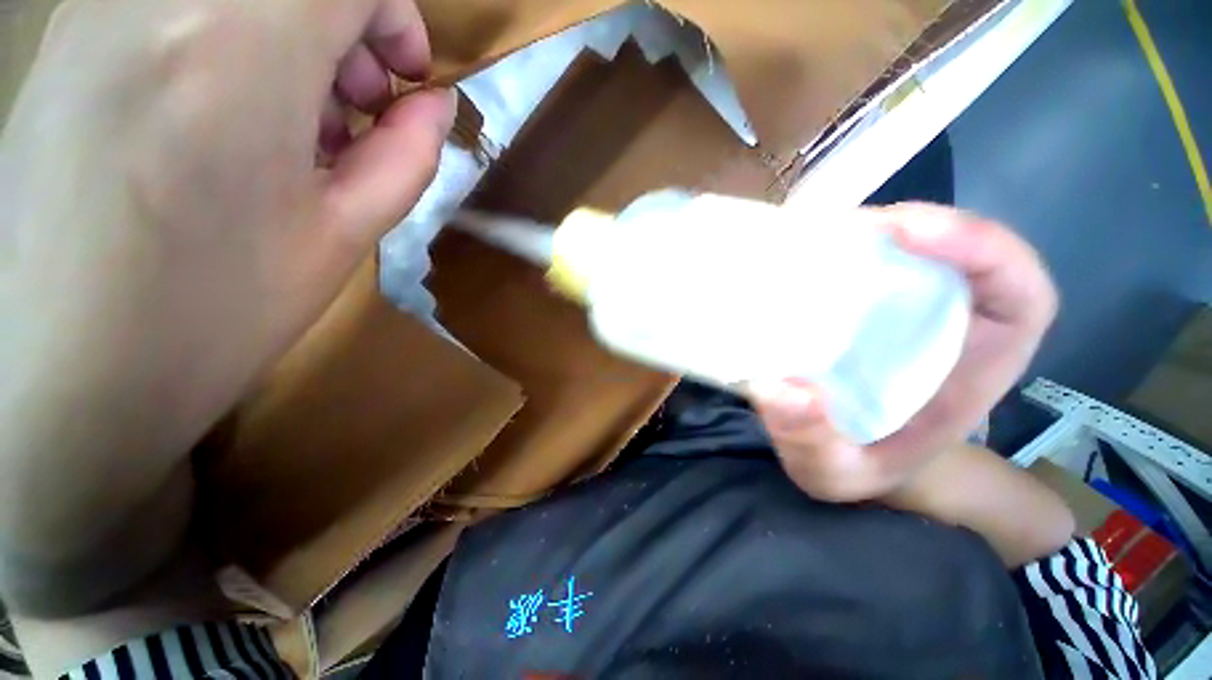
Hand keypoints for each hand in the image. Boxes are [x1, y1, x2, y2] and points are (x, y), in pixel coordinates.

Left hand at [0, 0, 452, 611]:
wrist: (73, 377)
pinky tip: (223, 116)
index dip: (393, 12)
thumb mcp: (345, 237)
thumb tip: (433, 104)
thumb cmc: (219, 315)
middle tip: (351, 107)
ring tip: (288, 123)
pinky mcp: (69, 38)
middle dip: (344, 24)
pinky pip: (178, 6)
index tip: (401, 75)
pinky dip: (227, 39)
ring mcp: (98, 12)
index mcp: (238, 52)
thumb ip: (406, 155)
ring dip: (285, 34)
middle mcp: (158, 2)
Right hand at [750, 203, 1057, 501]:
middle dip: (901, 227)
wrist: (841, 458)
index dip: (978, 244)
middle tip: (826, 230)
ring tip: (799, 237)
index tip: (901, 233)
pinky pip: (859, 265)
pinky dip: (829, 252)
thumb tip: (784, 390)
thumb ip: (814, 444)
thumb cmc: (857, 468)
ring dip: (856, 234)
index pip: (1015, 289)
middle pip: (951, 252)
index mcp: (971, 365)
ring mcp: (904, 309)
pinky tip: (789, 257)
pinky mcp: (863, 306)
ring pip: (903, 251)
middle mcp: (946, 324)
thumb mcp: (834, 475)